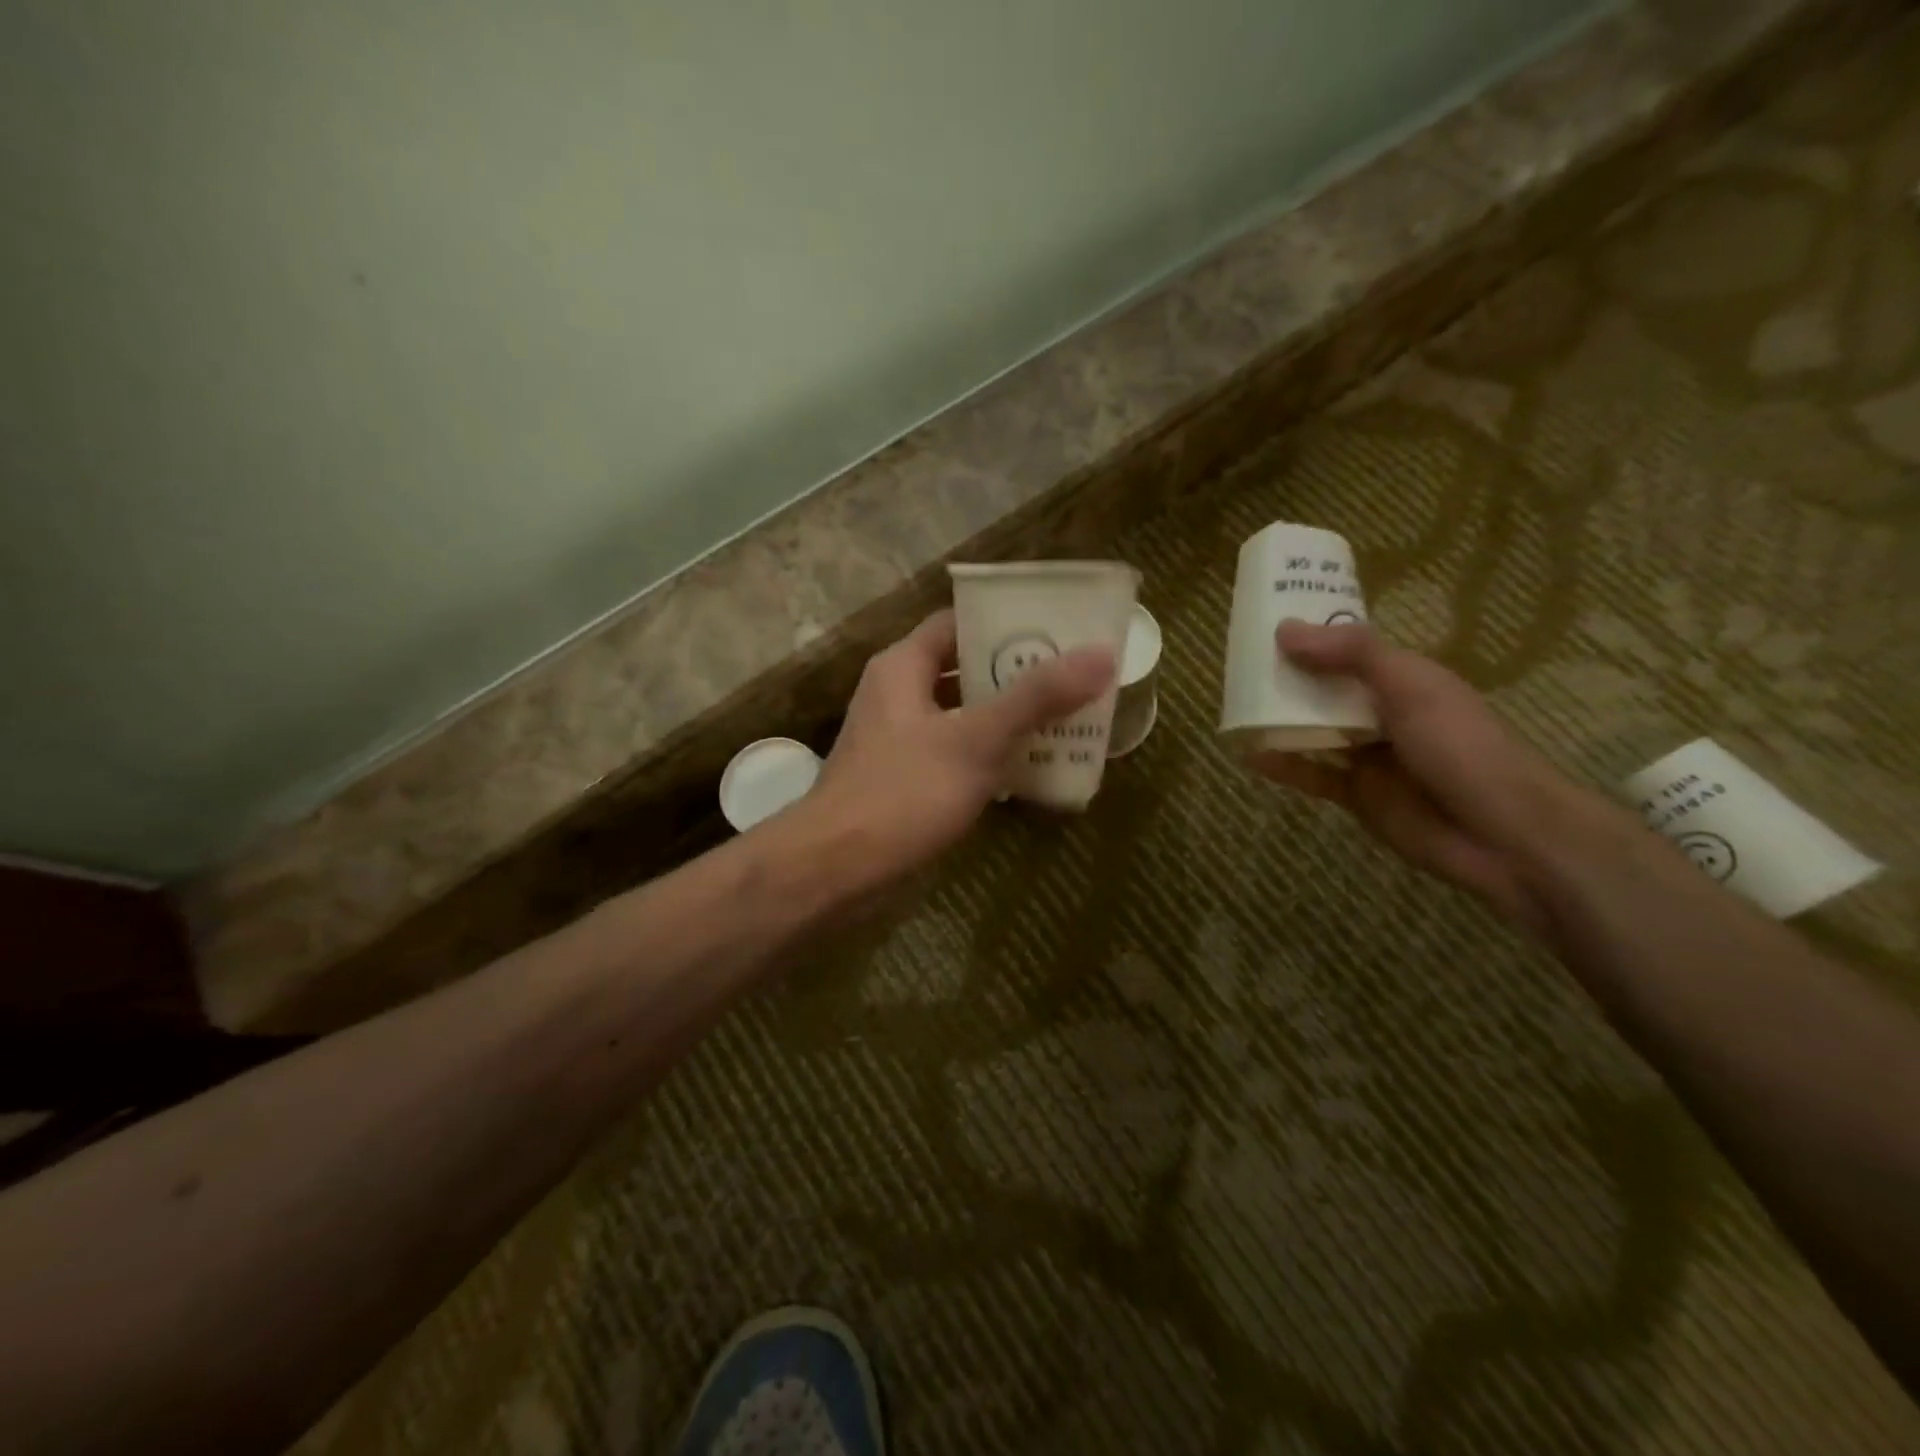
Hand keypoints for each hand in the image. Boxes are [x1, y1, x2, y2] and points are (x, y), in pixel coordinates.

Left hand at [809, 609, 1113, 875]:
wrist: (836, 870)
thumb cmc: (903, 793)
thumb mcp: (976, 740)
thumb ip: (1036, 697)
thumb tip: (1101, 653)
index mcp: (903, 667)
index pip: (958, 623)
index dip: (1006, 621)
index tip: (1059, 628)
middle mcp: (898, 694)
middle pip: (965, 669)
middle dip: (1017, 674)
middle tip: (1075, 677)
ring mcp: (900, 740)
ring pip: (963, 715)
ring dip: (1008, 717)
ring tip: (1067, 718)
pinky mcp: (906, 779)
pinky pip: (957, 753)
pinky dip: (990, 755)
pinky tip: (1032, 768)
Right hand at [1252, 621, 1590, 937]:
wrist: (1500, 834)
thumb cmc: (1461, 747)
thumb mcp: (1410, 686)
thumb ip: (1351, 655)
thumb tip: (1283, 630)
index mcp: (1404, 679)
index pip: (1351, 649)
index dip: (1314, 636)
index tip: (1269, 623)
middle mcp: (1384, 713)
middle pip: (1327, 688)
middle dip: (1289, 676)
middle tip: (1239, 663)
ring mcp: (1369, 756)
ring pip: (1315, 730)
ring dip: (1280, 719)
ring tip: (1235, 703)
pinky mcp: (1356, 794)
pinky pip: (1311, 774)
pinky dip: (1283, 764)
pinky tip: (1249, 754)